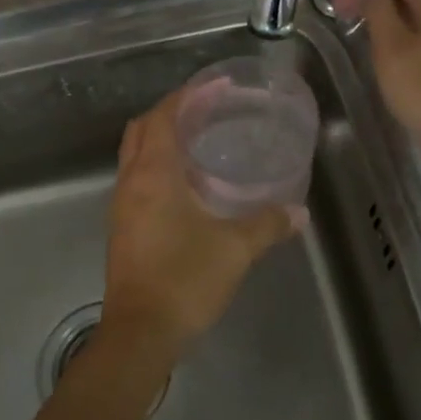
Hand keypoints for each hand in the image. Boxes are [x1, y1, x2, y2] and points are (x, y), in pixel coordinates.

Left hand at [99, 90, 298, 361]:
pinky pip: (136, 180)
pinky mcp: (123, 228)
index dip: (188, 96)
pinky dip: (157, 167)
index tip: (216, 87)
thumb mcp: (235, 249)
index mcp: (153, 174)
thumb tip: (298, 213)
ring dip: (161, 140)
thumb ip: (268, 224)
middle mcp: (130, 182)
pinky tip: (186, 185)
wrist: (140, 332)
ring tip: (199, 142)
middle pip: (142, 129)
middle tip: (208, 111)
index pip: (163, 116)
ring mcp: (122, 206)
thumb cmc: (185, 280)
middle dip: (171, 112)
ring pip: (135, 155)